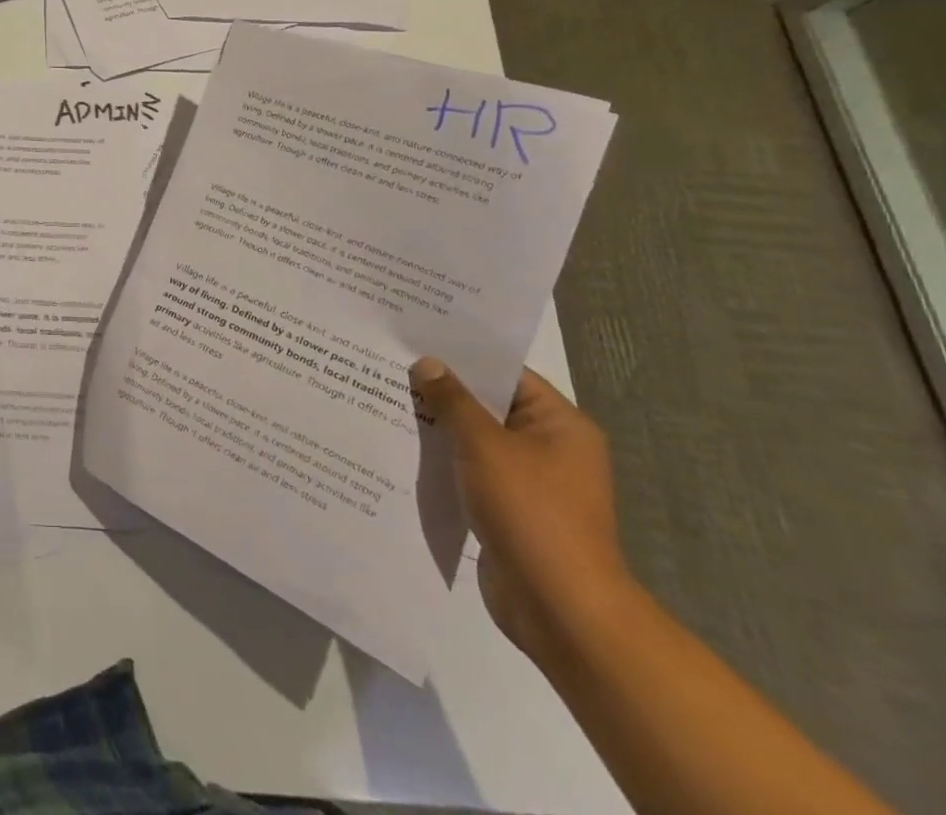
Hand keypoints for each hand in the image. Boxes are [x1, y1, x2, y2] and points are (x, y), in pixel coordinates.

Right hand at [412, 359, 634, 662]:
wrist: (560, 608)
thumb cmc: (530, 512)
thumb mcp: (484, 445)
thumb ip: (452, 401)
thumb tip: (427, 364)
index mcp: (560, 425)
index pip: (506, 373)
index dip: (463, 355)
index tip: (416, 338)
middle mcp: (550, 448)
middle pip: (488, 405)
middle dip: (442, 390)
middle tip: (391, 364)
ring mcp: (530, 482)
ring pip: (475, 440)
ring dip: (438, 427)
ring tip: (385, 399)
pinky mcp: (509, 510)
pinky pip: (470, 471)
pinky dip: (442, 460)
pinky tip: (402, 447)